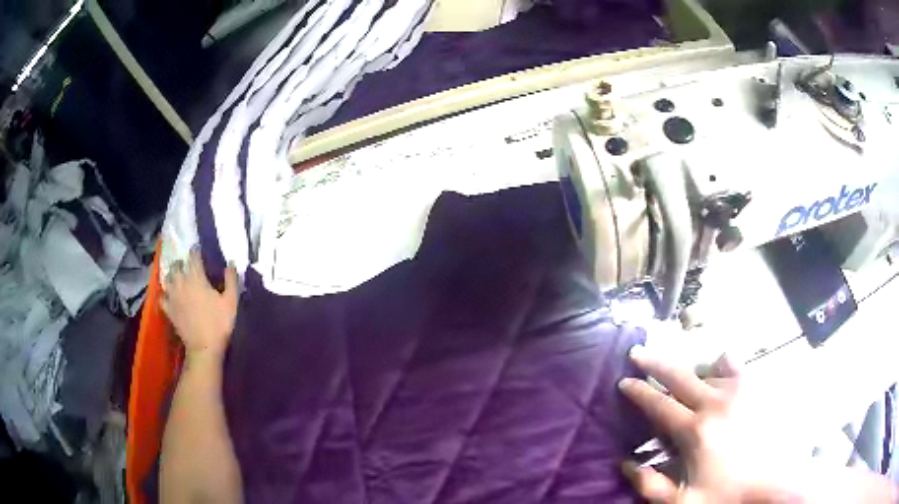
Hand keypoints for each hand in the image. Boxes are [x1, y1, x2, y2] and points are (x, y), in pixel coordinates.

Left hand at [162, 250, 238, 360]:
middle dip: (182, 263)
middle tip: (188, 266)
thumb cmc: (219, 323)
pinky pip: (162, 297)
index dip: (196, 252)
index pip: (193, 256)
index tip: (200, 252)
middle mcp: (181, 283)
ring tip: (177, 278)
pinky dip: (165, 294)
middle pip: (177, 265)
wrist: (204, 347)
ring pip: (167, 279)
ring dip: (172, 276)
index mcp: (196, 277)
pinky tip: (170, 296)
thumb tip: (231, 263)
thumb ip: (231, 280)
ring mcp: (173, 296)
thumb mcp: (231, 301)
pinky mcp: (169, 310)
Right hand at [619, 348, 798, 502]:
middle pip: (679, 376)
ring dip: (689, 371)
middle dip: (654, 362)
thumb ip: (650, 485)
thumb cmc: (727, 496)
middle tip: (637, 352)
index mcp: (695, 431)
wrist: (775, 484)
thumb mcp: (682, 503)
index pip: (659, 405)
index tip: (624, 381)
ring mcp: (739, 391)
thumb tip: (625, 463)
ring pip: (706, 370)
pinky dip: (722, 363)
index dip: (638, 392)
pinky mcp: (757, 389)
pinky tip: (720, 366)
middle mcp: (715, 403)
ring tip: (681, 374)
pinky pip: (735, 365)